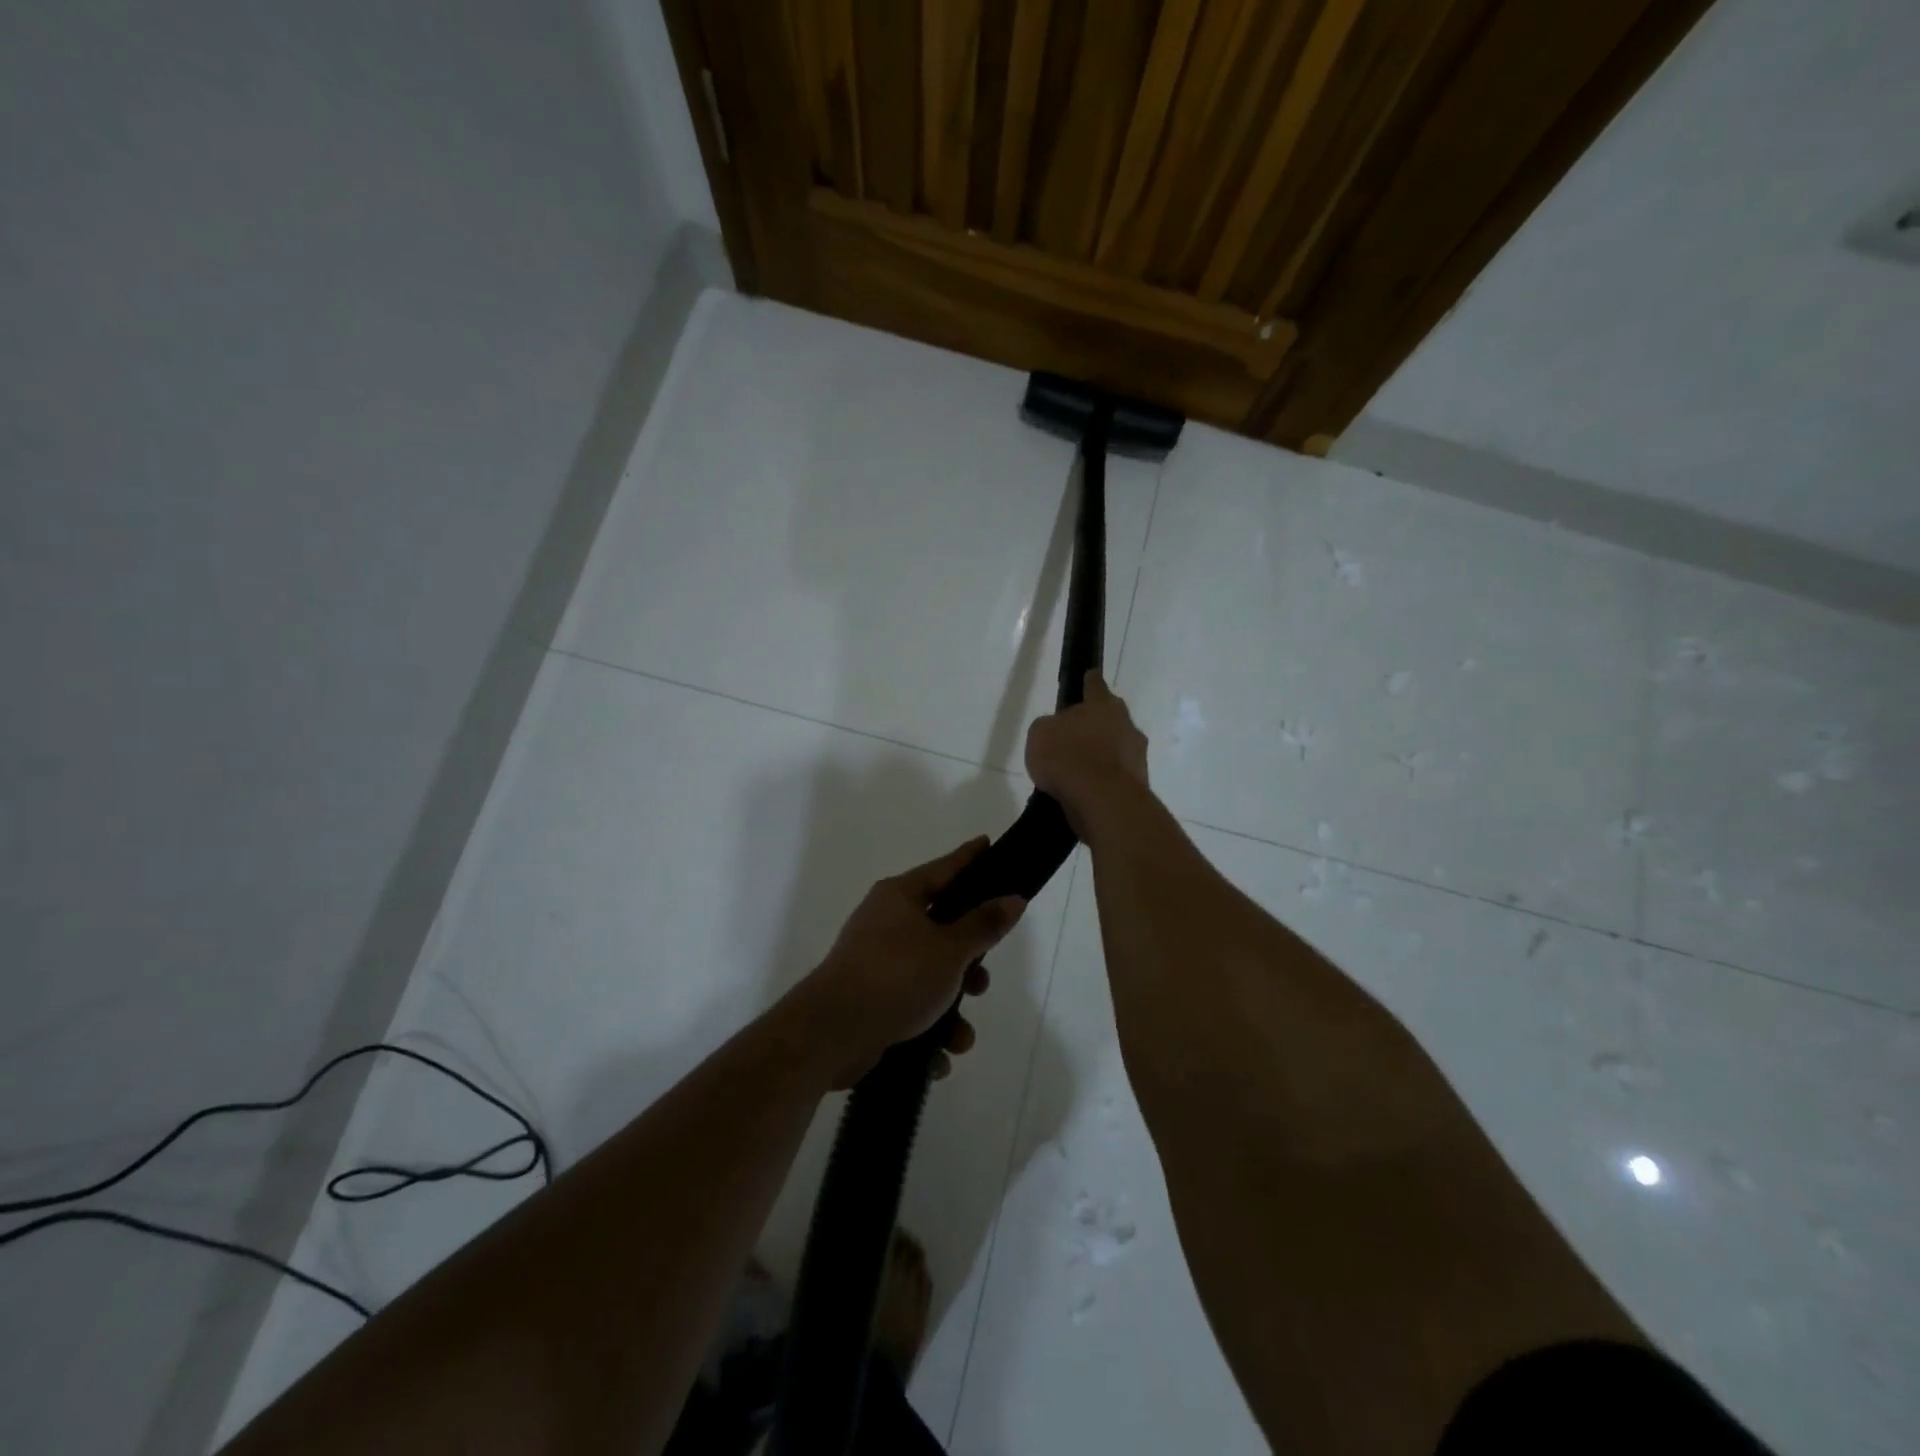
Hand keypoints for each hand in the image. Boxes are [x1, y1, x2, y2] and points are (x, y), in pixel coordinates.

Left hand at [787, 839, 1025, 1088]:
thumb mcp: (950, 949)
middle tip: (982, 980)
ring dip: (952, 1010)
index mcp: (900, 897)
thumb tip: (1012, 898)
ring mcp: (875, 963)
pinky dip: (928, 1032)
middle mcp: (885, 923)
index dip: (969, 858)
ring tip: (960, 1036)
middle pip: (941, 930)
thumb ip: (984, 925)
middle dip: (968, 963)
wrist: (833, 1033)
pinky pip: (911, 1009)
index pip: (944, 869)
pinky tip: (938, 1056)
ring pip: (930, 978)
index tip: (988, 844)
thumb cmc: (897, 976)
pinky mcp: (870, 1001)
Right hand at [1025, 670, 1149, 835]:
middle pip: (1111, 717)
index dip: (1089, 682)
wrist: (1102, 801)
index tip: (1089, 677)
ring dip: (1103, 755)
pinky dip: (1105, 780)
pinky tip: (1088, 791)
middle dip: (1097, 724)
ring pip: (1118, 748)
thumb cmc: (1068, 757)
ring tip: (1080, 770)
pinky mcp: (1140, 783)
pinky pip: (1118, 775)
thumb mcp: (1040, 734)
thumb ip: (1050, 726)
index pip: (1095, 685)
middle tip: (1078, 734)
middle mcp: (1126, 724)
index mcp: (1103, 705)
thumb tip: (1059, 731)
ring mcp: (1137, 755)